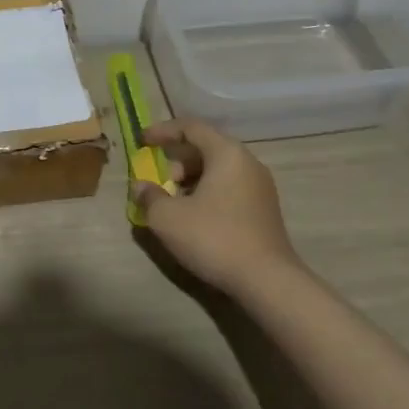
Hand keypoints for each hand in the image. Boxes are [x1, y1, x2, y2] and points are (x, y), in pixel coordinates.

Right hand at [130, 117, 302, 294]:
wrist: (267, 281)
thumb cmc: (214, 238)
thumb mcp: (168, 218)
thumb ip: (149, 196)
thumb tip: (141, 187)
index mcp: (226, 153)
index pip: (191, 127)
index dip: (163, 131)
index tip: (142, 142)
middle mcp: (247, 162)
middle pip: (206, 147)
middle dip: (177, 161)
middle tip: (160, 181)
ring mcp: (260, 187)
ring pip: (218, 169)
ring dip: (191, 180)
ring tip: (174, 203)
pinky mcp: (265, 210)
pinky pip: (230, 188)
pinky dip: (208, 193)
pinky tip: (196, 218)